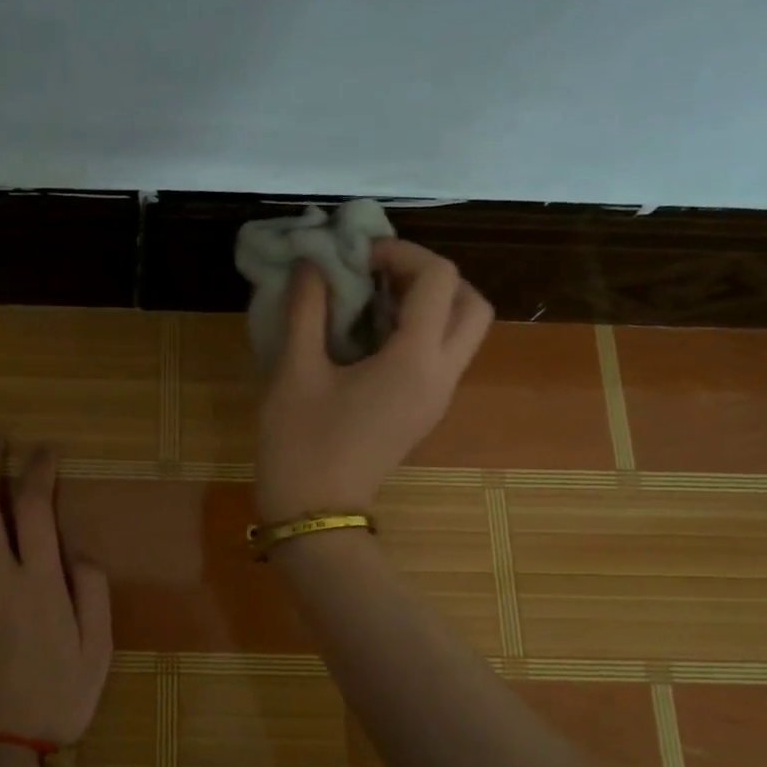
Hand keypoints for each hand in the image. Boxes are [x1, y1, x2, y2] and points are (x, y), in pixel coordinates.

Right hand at [255, 239, 493, 523]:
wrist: (315, 513)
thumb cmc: (300, 443)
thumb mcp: (294, 371)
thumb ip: (306, 309)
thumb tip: (312, 265)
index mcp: (415, 360)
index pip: (438, 280)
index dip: (402, 253)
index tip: (357, 256)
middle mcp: (441, 375)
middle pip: (471, 303)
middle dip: (431, 276)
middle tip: (381, 274)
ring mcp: (437, 397)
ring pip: (463, 331)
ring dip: (429, 303)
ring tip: (374, 300)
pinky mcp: (424, 411)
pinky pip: (442, 354)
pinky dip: (419, 330)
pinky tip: (370, 335)